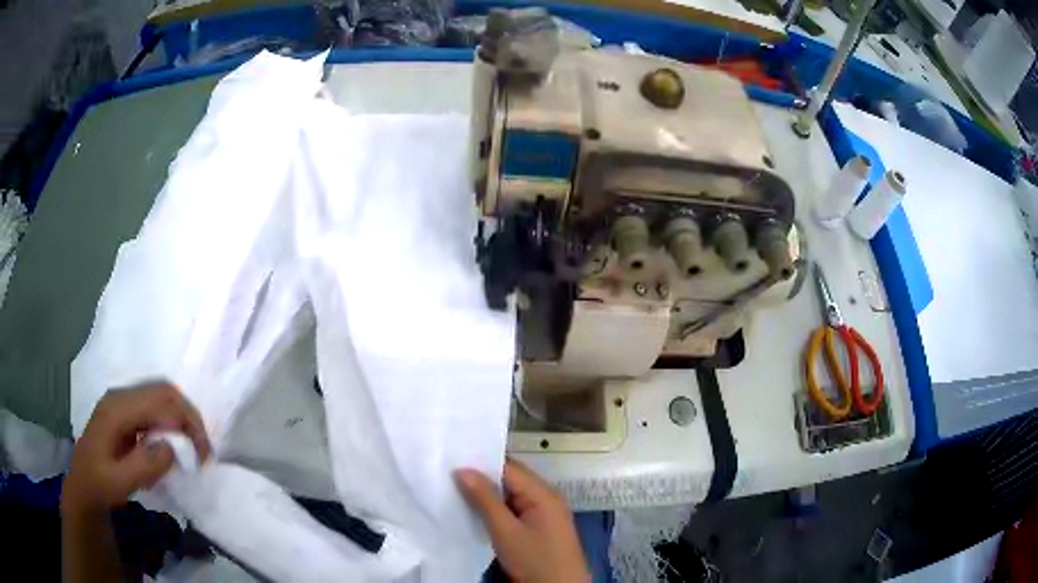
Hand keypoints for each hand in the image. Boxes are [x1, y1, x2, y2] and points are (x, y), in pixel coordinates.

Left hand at [62, 382, 210, 515]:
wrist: (82, 485)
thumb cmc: (98, 485)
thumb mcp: (118, 483)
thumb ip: (143, 465)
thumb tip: (171, 448)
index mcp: (117, 409)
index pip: (161, 401)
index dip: (188, 423)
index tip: (204, 457)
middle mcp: (121, 397)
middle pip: (164, 391)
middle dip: (189, 418)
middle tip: (203, 451)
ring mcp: (122, 403)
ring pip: (161, 397)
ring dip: (181, 421)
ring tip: (191, 451)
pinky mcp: (125, 413)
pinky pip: (154, 409)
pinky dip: (170, 425)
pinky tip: (169, 449)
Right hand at [455, 459, 588, 582]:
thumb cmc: (534, 559)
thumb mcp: (505, 531)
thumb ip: (484, 500)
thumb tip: (463, 470)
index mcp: (543, 493)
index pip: (509, 467)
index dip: (481, 463)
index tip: (452, 460)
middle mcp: (546, 497)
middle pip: (511, 479)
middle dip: (482, 478)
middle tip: (448, 475)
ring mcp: (545, 513)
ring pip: (512, 495)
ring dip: (488, 495)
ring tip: (455, 490)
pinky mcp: (540, 527)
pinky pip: (516, 509)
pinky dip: (497, 509)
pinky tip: (476, 511)